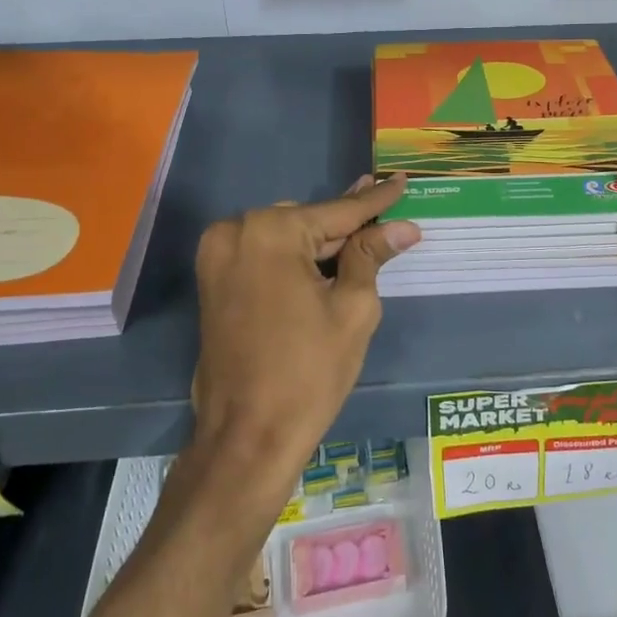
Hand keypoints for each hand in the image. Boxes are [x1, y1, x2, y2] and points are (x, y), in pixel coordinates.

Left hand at [191, 176, 420, 500]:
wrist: (248, 435)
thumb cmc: (309, 372)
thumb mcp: (352, 309)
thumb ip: (371, 256)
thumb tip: (404, 227)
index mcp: (271, 232)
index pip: (338, 211)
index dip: (376, 201)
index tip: (401, 180)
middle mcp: (236, 231)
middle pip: (308, 221)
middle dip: (345, 224)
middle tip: (384, 211)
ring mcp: (217, 255)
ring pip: (284, 236)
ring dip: (319, 242)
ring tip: (361, 238)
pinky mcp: (212, 280)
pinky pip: (263, 254)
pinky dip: (293, 257)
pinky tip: (325, 259)